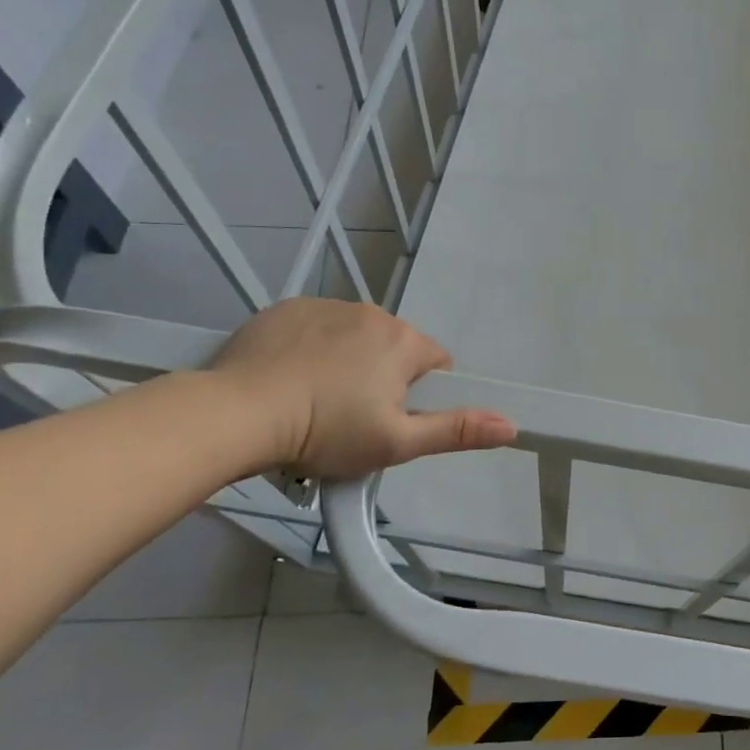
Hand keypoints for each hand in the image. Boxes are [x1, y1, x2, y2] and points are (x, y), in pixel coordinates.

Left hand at [210, 299, 515, 479]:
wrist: (237, 413)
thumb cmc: (327, 430)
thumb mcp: (397, 443)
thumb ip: (456, 431)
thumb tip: (512, 425)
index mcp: (403, 342)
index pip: (435, 364)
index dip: (420, 396)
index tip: (391, 421)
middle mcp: (371, 313)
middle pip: (394, 349)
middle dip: (382, 379)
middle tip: (352, 419)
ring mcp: (325, 306)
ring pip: (354, 338)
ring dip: (347, 362)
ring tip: (315, 401)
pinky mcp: (285, 309)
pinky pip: (314, 329)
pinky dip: (310, 350)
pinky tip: (289, 380)